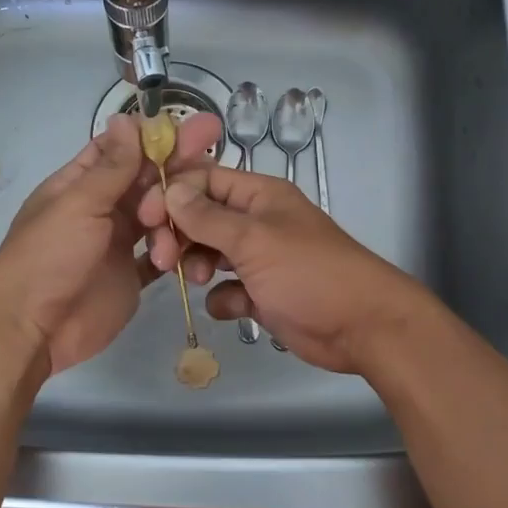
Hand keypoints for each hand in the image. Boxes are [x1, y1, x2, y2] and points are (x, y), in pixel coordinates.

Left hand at [0, 112, 221, 376]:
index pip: (122, 149)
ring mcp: (117, 243)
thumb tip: (125, 117)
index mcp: (80, 184)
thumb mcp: (79, 204)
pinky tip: (187, 256)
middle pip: (147, 180)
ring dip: (172, 220)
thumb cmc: (49, 257)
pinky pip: (162, 255)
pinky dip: (174, 253)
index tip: (194, 129)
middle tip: (214, 157)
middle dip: (178, 170)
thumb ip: (111, 166)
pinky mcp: (131, 275)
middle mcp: (102, 208)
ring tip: (165, 244)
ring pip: (160, 216)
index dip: (156, 137)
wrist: (34, 329)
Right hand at [142, 164, 434, 374]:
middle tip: (166, 259)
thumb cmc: (309, 272)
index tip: (146, 218)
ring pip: (210, 254)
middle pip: (201, 217)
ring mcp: (260, 260)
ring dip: (199, 266)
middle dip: (180, 235)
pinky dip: (225, 299)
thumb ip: (207, 216)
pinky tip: (236, 307)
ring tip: (203, 281)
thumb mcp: (254, 239)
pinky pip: (228, 290)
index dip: (172, 194)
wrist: (361, 326)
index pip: (204, 180)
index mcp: (259, 196)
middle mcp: (256, 222)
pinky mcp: (262, 294)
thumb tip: (170, 190)